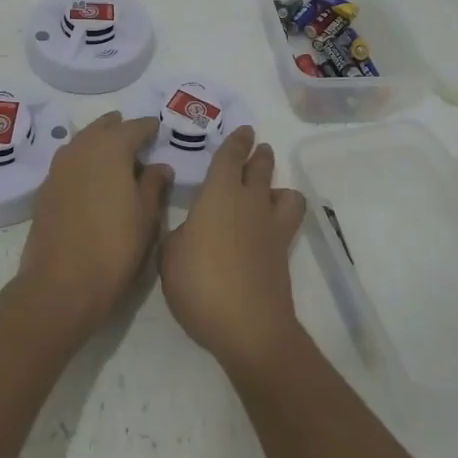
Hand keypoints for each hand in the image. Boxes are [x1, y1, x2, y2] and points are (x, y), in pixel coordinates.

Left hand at [16, 112, 171, 338]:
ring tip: (116, 162)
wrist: (60, 286)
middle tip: (138, 143)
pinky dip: (84, 163)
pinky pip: (70, 162)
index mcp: (111, 147)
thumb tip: (160, 166)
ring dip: (100, 144)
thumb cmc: (114, 248)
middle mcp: (82, 147)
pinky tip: (93, 182)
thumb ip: (155, 185)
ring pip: (84, 141)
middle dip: (121, 130)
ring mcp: (59, 166)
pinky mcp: (45, 188)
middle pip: (104, 127)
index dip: (149, 128)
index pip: (135, 126)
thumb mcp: (146, 217)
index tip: (159, 133)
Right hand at [159, 126, 308, 375]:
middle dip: (259, 155)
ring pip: (283, 191)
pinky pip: (288, 220)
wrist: (248, 326)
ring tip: (270, 189)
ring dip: (277, 183)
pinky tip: (271, 224)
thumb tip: (184, 229)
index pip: (230, 156)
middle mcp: (249, 200)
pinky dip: (283, 214)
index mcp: (219, 192)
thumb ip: (174, 235)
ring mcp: (270, 226)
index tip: (244, 131)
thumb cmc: (200, 283)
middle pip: (260, 168)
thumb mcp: (169, 257)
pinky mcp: (282, 252)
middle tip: (259, 147)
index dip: (236, 142)